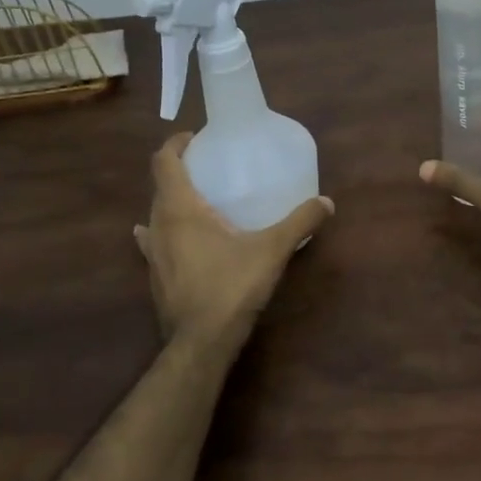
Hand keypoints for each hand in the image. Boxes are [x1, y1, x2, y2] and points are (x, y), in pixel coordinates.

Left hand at [135, 133, 333, 351]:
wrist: (201, 343)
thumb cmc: (231, 287)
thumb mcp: (272, 251)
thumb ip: (299, 223)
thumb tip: (327, 203)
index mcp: (180, 209)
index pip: (164, 162)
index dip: (176, 144)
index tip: (196, 138)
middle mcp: (158, 225)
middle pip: (159, 185)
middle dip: (178, 170)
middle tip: (207, 167)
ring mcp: (152, 253)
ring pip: (154, 214)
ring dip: (170, 201)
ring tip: (196, 200)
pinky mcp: (154, 276)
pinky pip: (152, 242)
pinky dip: (159, 231)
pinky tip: (167, 238)